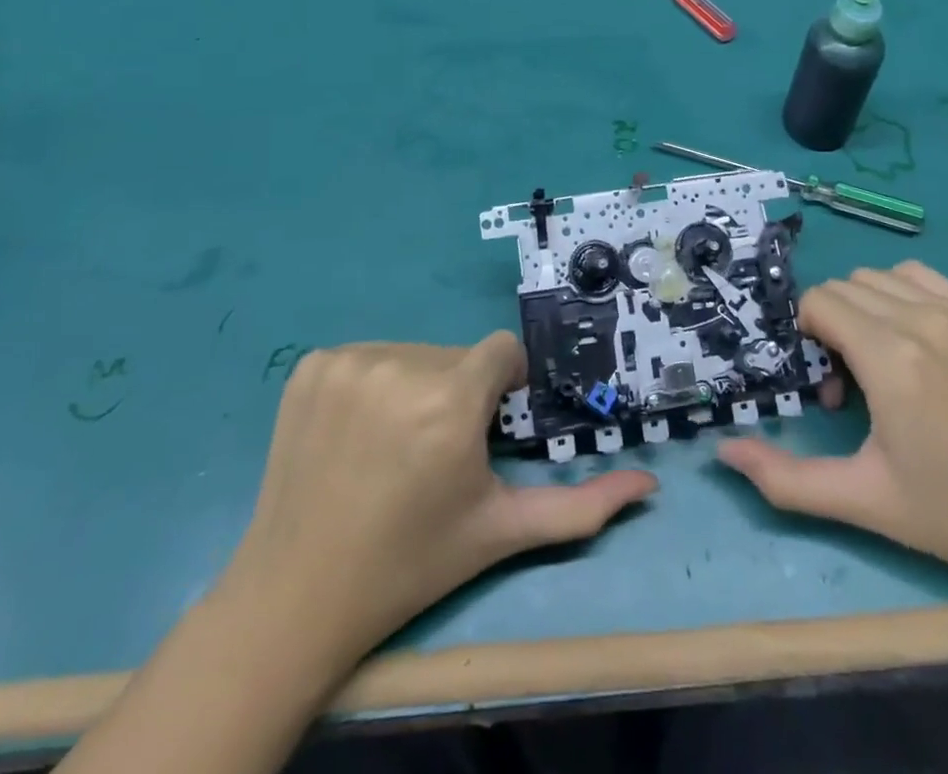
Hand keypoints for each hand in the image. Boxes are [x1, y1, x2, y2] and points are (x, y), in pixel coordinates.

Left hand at [217, 335, 655, 663]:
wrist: (297, 597)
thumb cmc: (411, 563)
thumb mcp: (501, 531)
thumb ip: (581, 506)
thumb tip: (650, 484)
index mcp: (451, 401)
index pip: (502, 353)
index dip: (501, 388)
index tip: (484, 429)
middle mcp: (400, 364)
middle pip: (456, 355)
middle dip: (459, 392)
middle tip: (435, 452)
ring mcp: (348, 360)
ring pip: (413, 352)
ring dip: (416, 386)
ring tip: (393, 445)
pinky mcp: (310, 365)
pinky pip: (367, 355)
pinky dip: (371, 383)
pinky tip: (355, 433)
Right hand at [717, 260, 947, 603]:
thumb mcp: (861, 500)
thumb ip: (784, 478)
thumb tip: (724, 453)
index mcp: (892, 357)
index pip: (820, 303)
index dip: (809, 340)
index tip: (830, 388)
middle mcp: (925, 319)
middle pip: (846, 287)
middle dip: (833, 326)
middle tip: (854, 386)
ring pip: (881, 277)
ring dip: (865, 308)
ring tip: (884, 363)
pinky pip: (922, 277)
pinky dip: (903, 297)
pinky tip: (918, 346)